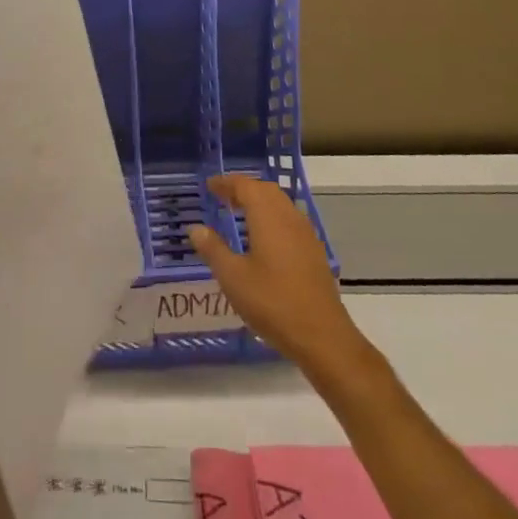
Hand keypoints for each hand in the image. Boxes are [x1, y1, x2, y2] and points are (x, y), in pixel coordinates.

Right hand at [188, 174, 368, 384]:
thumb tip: (195, 228)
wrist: (322, 336)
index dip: (226, 183)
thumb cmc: (272, 302)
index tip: (209, 186)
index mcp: (268, 216)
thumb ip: (213, 249)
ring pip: (281, 204)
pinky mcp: (314, 251)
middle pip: (265, 190)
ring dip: (260, 201)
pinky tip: (265, 239)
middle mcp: (289, 217)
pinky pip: (290, 220)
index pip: (245, 186)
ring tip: (241, 214)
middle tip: (223, 197)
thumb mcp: (233, 278)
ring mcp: (305, 234)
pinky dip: (273, 217)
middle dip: (244, 188)